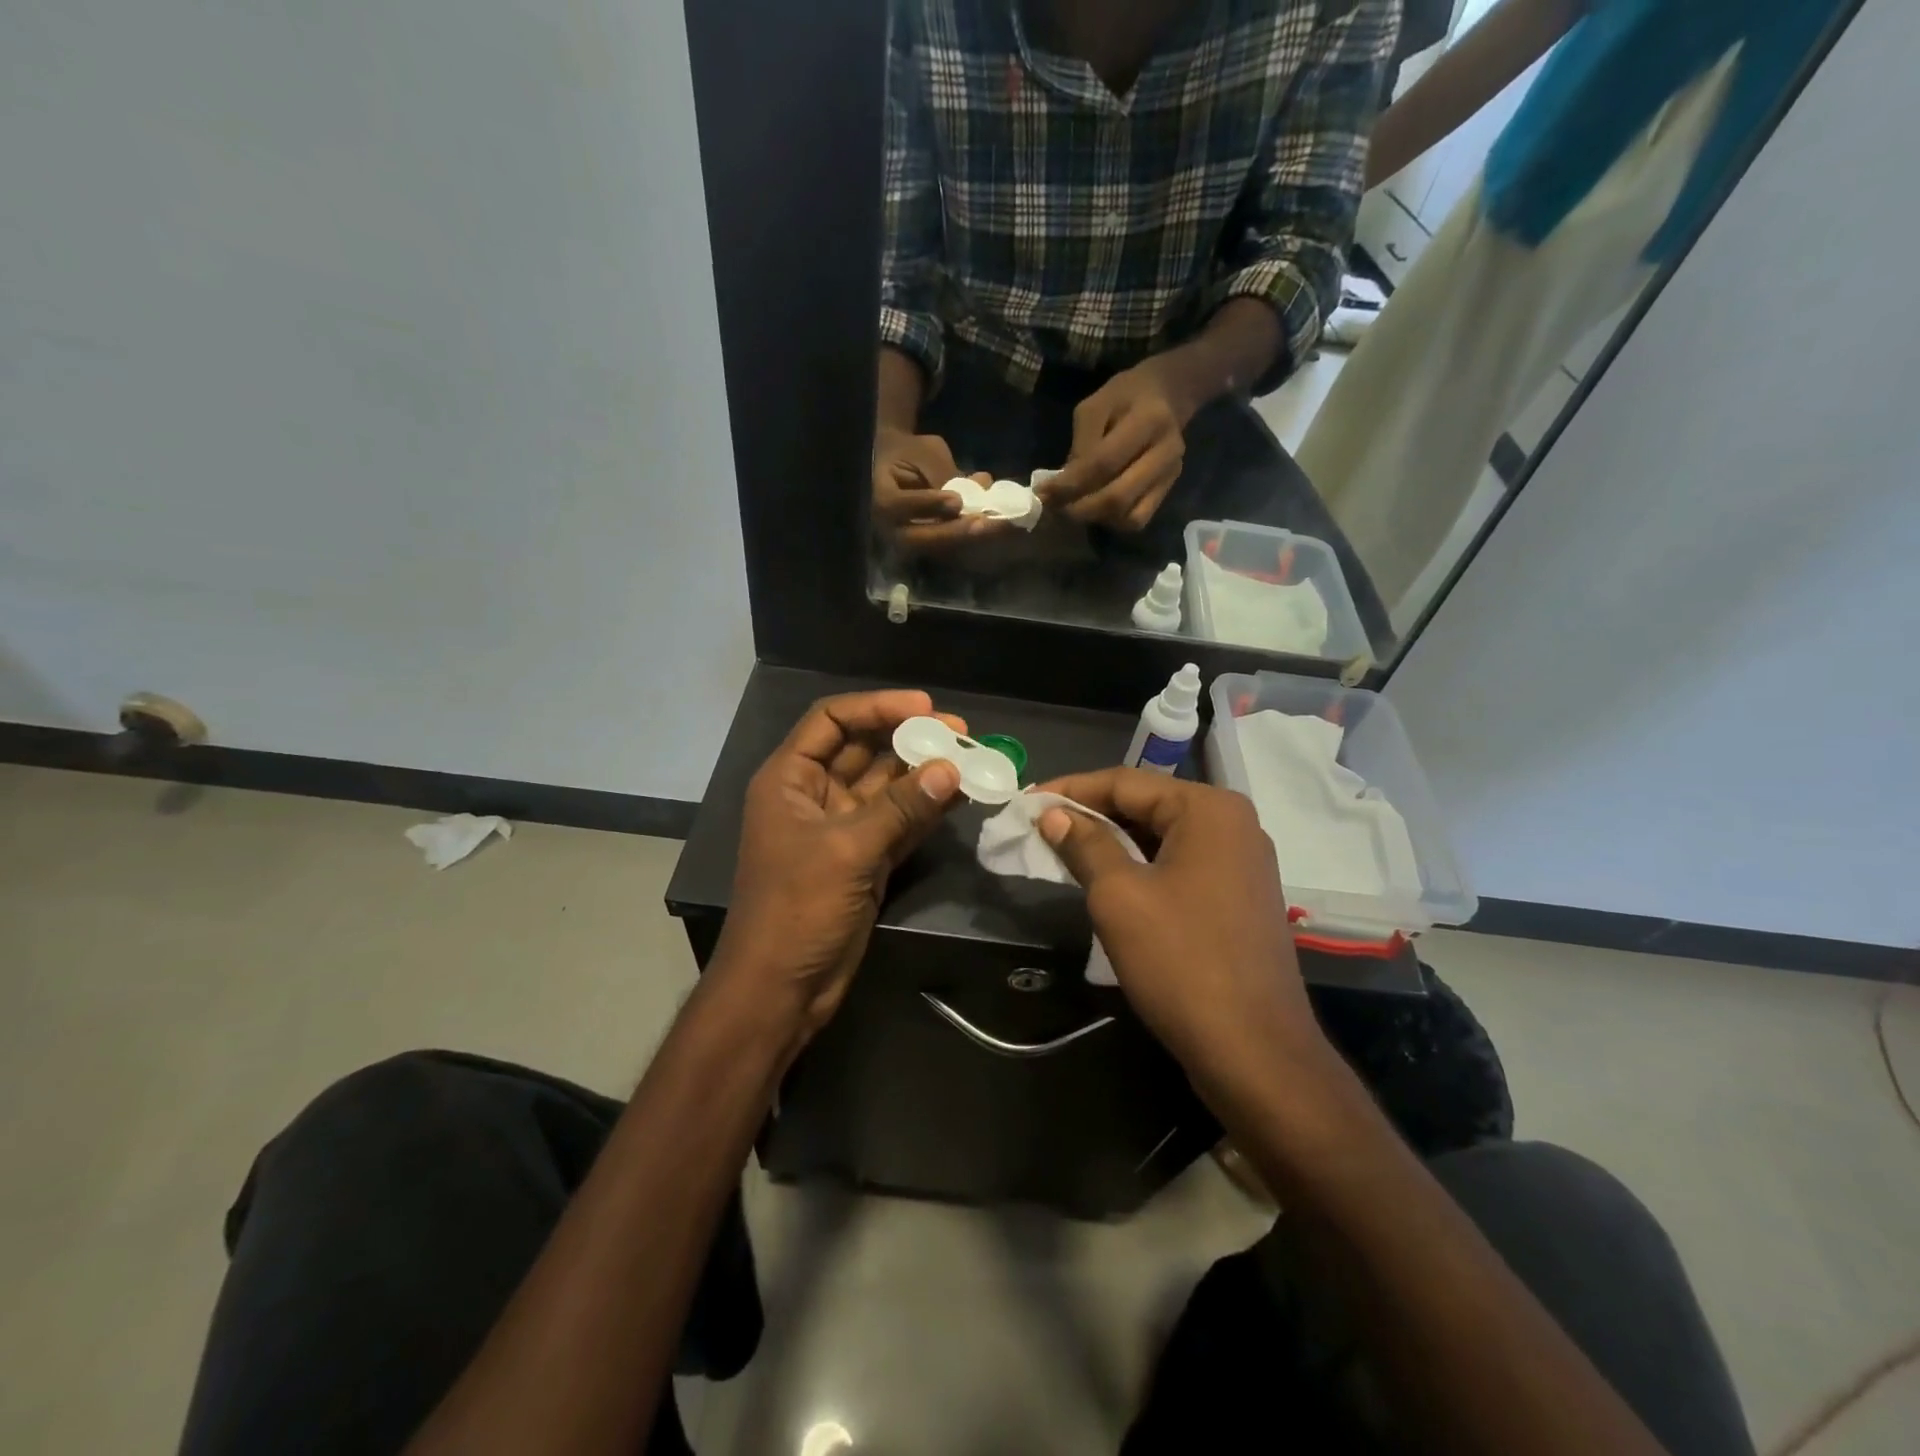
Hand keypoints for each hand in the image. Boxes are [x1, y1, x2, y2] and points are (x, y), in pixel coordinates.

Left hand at [714, 691, 964, 1050]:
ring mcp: (842, 828)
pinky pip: (900, 822)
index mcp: (790, 779)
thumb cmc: (796, 910)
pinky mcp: (865, 858)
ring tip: (972, 759)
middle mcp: (814, 795)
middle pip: (865, 749)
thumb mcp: (846, 851)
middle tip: (962, 734)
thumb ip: (900, 808)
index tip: (926, 707)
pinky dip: (928, 809)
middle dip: (910, 738)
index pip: (832, 721)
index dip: (877, 707)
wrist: (781, 989)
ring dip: (925, 773)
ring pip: (888, 787)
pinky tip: (962, 795)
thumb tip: (951, 769)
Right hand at [872, 427, 1012, 554]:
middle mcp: (885, 526)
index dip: (927, 504)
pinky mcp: (921, 546)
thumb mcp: (924, 452)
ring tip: (993, 527)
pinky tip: (991, 528)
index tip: (956, 500)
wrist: (895, 465)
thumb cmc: (908, 452)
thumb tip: (980, 487)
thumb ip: (943, 472)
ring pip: (932, 548)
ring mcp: (902, 541)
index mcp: (878, 496)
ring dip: (965, 539)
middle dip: (952, 532)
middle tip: (982, 524)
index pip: (897, 506)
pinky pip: (944, 549)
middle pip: (916, 539)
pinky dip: (968, 539)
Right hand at [1033, 768, 1334, 1101]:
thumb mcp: (1119, 896)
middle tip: (1040, 828)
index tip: (1026, 802)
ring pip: (1162, 836)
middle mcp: (1233, 824)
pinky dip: (1141, 866)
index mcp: (1209, 809)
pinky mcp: (1240, 897)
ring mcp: (1242, 862)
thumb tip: (1053, 814)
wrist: (1254, 1052)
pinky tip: (1108, 881)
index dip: (1070, 789)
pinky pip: (1180, 864)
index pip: (1126, 782)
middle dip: (1091, 815)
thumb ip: (1084, 844)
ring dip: (1113, 842)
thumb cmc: (1181, 962)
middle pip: (1147, 805)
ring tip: (1063, 852)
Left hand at [1037, 359, 1192, 531]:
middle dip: (1079, 509)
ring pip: (1128, 516)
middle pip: (1117, 497)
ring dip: (1095, 518)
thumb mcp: (1095, 406)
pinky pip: (1138, 520)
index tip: (1042, 493)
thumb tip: (1062, 487)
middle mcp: (1166, 452)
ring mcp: (1170, 475)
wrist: (1168, 395)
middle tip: (1055, 507)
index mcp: (1148, 421)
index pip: (1102, 464)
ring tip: (1073, 508)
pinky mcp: (1168, 490)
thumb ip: (1080, 445)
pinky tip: (1097, 510)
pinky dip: (1113, 522)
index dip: (1069, 485)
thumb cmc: (1125, 396)